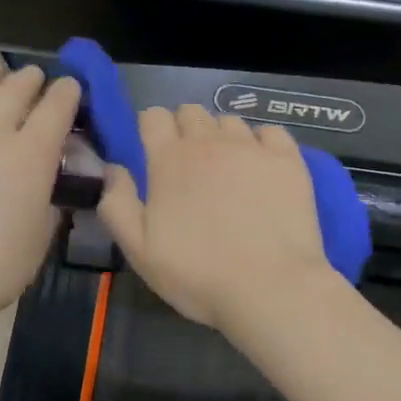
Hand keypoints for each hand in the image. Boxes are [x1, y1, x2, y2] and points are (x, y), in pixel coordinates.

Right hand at [98, 105, 338, 334]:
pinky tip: (261, 167)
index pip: (154, 116)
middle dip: (184, 128)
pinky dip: (261, 142)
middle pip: (191, 111)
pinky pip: (270, 131)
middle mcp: (209, 141)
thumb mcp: (139, 250)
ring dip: (221, 136)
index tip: (153, 151)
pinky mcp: (288, 159)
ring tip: (226, 168)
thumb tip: (112, 169)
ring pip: (229, 120)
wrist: (270, 288)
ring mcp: (252, 147)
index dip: (150, 129)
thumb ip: (117, 204)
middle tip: (188, 164)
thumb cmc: (198, 274)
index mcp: (169, 159)